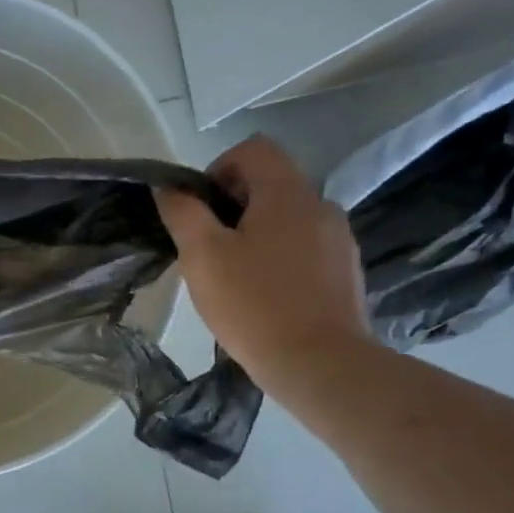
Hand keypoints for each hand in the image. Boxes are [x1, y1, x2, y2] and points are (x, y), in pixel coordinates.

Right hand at [153, 136, 371, 382]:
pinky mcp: (344, 271)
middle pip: (271, 184)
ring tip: (234, 278)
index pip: (253, 150)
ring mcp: (338, 239)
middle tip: (208, 250)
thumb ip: (183, 214)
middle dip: (233, 208)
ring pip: (287, 219)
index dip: (218, 169)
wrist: (318, 363)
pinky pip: (304, 248)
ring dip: (256, 235)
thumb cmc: (253, 304)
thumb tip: (169, 188)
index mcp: (286, 193)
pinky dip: (279, 259)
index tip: (199, 211)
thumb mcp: (202, 257)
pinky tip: (263, 296)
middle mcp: (320, 205)